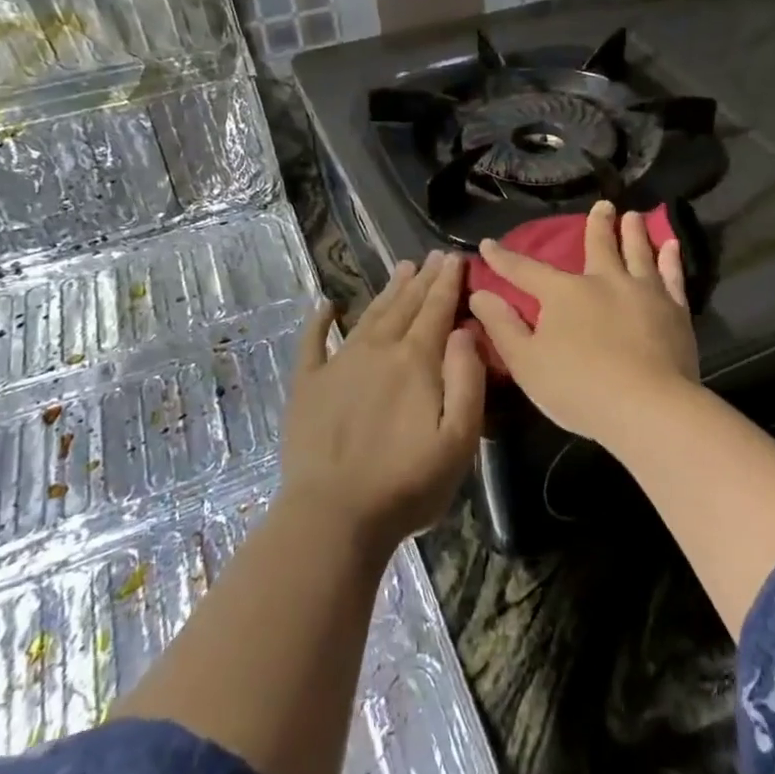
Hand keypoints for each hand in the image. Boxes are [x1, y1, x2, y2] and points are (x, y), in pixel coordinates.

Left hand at [280, 252, 484, 553]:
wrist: (333, 517)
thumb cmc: (407, 483)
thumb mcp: (459, 439)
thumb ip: (467, 379)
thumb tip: (463, 330)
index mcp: (416, 360)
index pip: (437, 310)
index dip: (448, 282)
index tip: (455, 257)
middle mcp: (378, 350)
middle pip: (405, 306)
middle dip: (423, 279)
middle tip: (432, 256)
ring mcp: (338, 365)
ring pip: (369, 316)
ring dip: (387, 291)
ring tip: (401, 268)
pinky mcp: (307, 386)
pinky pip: (312, 344)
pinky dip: (319, 322)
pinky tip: (325, 305)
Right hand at [470, 201, 699, 447]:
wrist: (647, 407)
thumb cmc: (579, 388)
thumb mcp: (526, 363)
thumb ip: (502, 327)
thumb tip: (479, 294)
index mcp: (564, 293)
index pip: (526, 271)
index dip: (504, 259)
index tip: (488, 244)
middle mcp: (604, 281)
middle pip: (599, 245)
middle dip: (597, 224)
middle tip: (603, 205)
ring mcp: (644, 291)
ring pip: (638, 252)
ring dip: (634, 232)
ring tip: (634, 216)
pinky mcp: (674, 309)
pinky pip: (672, 275)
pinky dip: (671, 259)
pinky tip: (671, 247)